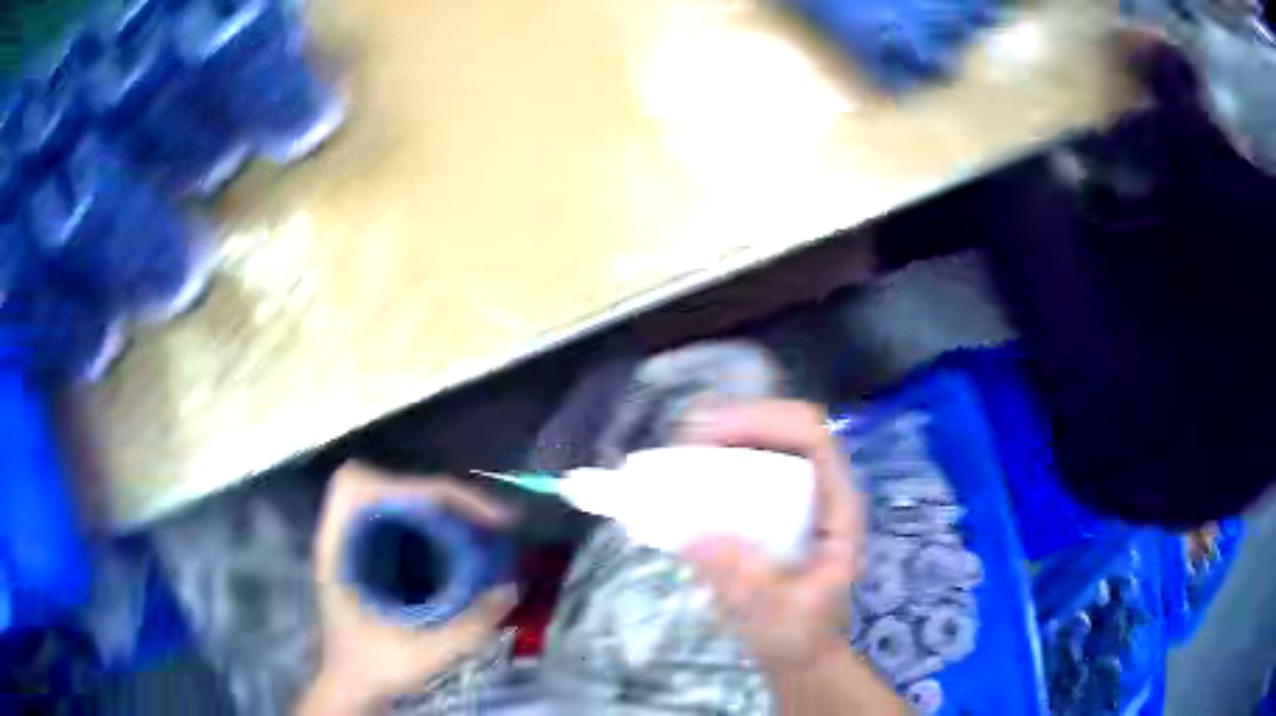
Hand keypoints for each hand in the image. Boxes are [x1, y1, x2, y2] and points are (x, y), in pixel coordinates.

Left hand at [299, 462, 517, 714]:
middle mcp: (341, 535)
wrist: (351, 687)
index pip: (363, 487)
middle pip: (382, 482)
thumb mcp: (424, 654)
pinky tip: (460, 541)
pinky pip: (400, 516)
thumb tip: (511, 587)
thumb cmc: (374, 668)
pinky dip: (432, 518)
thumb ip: (469, 626)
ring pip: (393, 495)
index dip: (414, 488)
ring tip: (482, 527)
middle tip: (488, 520)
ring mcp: (353, 540)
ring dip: (438, 504)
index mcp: (338, 550)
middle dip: (437, 493)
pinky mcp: (368, 551)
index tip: (465, 514)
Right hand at [680, 400, 862, 671]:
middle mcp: (822, 489)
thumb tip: (693, 536)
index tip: (708, 435)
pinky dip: (716, 463)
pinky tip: (685, 476)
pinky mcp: (774, 508)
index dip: (763, 421)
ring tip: (677, 453)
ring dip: (722, 438)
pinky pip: (747, 468)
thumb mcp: (776, 614)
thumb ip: (743, 580)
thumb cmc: (801, 634)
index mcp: (839, 507)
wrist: (801, 652)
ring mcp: (799, 496)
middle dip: (734, 422)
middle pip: (785, 427)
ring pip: (765, 442)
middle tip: (683, 441)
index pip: (812, 437)